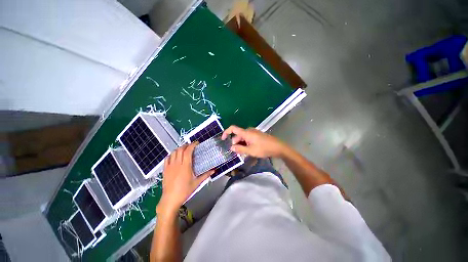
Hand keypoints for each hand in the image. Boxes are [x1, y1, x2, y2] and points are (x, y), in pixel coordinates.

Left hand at [156, 143, 213, 215]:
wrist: (170, 199)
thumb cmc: (185, 191)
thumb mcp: (197, 183)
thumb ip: (206, 175)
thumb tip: (214, 170)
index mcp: (185, 166)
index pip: (188, 151)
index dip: (192, 145)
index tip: (196, 143)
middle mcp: (177, 164)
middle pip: (180, 149)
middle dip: (186, 145)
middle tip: (191, 146)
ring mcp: (170, 166)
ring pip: (173, 152)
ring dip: (179, 149)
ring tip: (184, 150)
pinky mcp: (165, 169)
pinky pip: (167, 158)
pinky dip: (171, 154)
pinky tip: (174, 156)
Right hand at [221, 125, 286, 157]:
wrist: (277, 147)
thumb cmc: (263, 148)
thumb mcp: (250, 151)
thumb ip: (240, 149)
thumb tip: (231, 147)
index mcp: (246, 132)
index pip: (233, 128)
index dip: (226, 132)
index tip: (223, 139)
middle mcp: (249, 131)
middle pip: (238, 135)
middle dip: (235, 143)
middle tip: (237, 153)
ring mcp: (253, 132)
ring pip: (243, 138)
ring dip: (241, 144)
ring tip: (243, 153)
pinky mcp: (256, 135)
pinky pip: (248, 138)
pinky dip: (245, 143)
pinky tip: (248, 150)